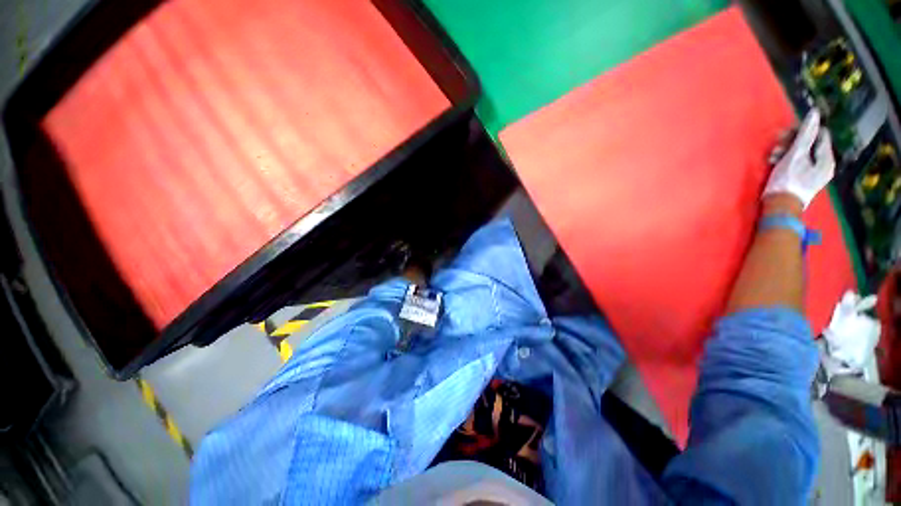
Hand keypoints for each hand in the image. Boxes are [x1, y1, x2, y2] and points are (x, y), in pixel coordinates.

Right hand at [763, 109, 835, 208]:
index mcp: (827, 159)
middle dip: (792, 142)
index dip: (804, 130)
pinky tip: (775, 162)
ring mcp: (815, 174)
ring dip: (786, 151)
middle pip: (811, 144)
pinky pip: (798, 163)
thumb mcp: (796, 155)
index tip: (787, 134)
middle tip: (776, 144)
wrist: (780, 208)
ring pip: (802, 154)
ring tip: (772, 156)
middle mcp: (825, 165)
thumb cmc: (788, 180)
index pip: (820, 134)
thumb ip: (806, 134)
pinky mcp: (804, 180)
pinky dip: (786, 160)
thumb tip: (815, 112)